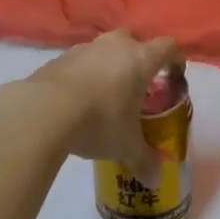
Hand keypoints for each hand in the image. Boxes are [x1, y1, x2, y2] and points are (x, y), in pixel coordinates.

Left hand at [20, 31, 182, 176]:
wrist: (44, 110)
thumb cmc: (99, 121)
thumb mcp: (126, 146)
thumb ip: (143, 160)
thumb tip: (156, 180)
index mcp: (140, 60)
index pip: (167, 47)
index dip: (175, 59)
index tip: (175, 75)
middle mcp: (115, 46)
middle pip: (134, 39)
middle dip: (138, 56)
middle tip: (137, 83)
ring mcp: (85, 48)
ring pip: (104, 48)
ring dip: (108, 64)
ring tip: (105, 94)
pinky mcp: (59, 58)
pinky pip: (79, 61)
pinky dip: (83, 74)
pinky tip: (77, 99)